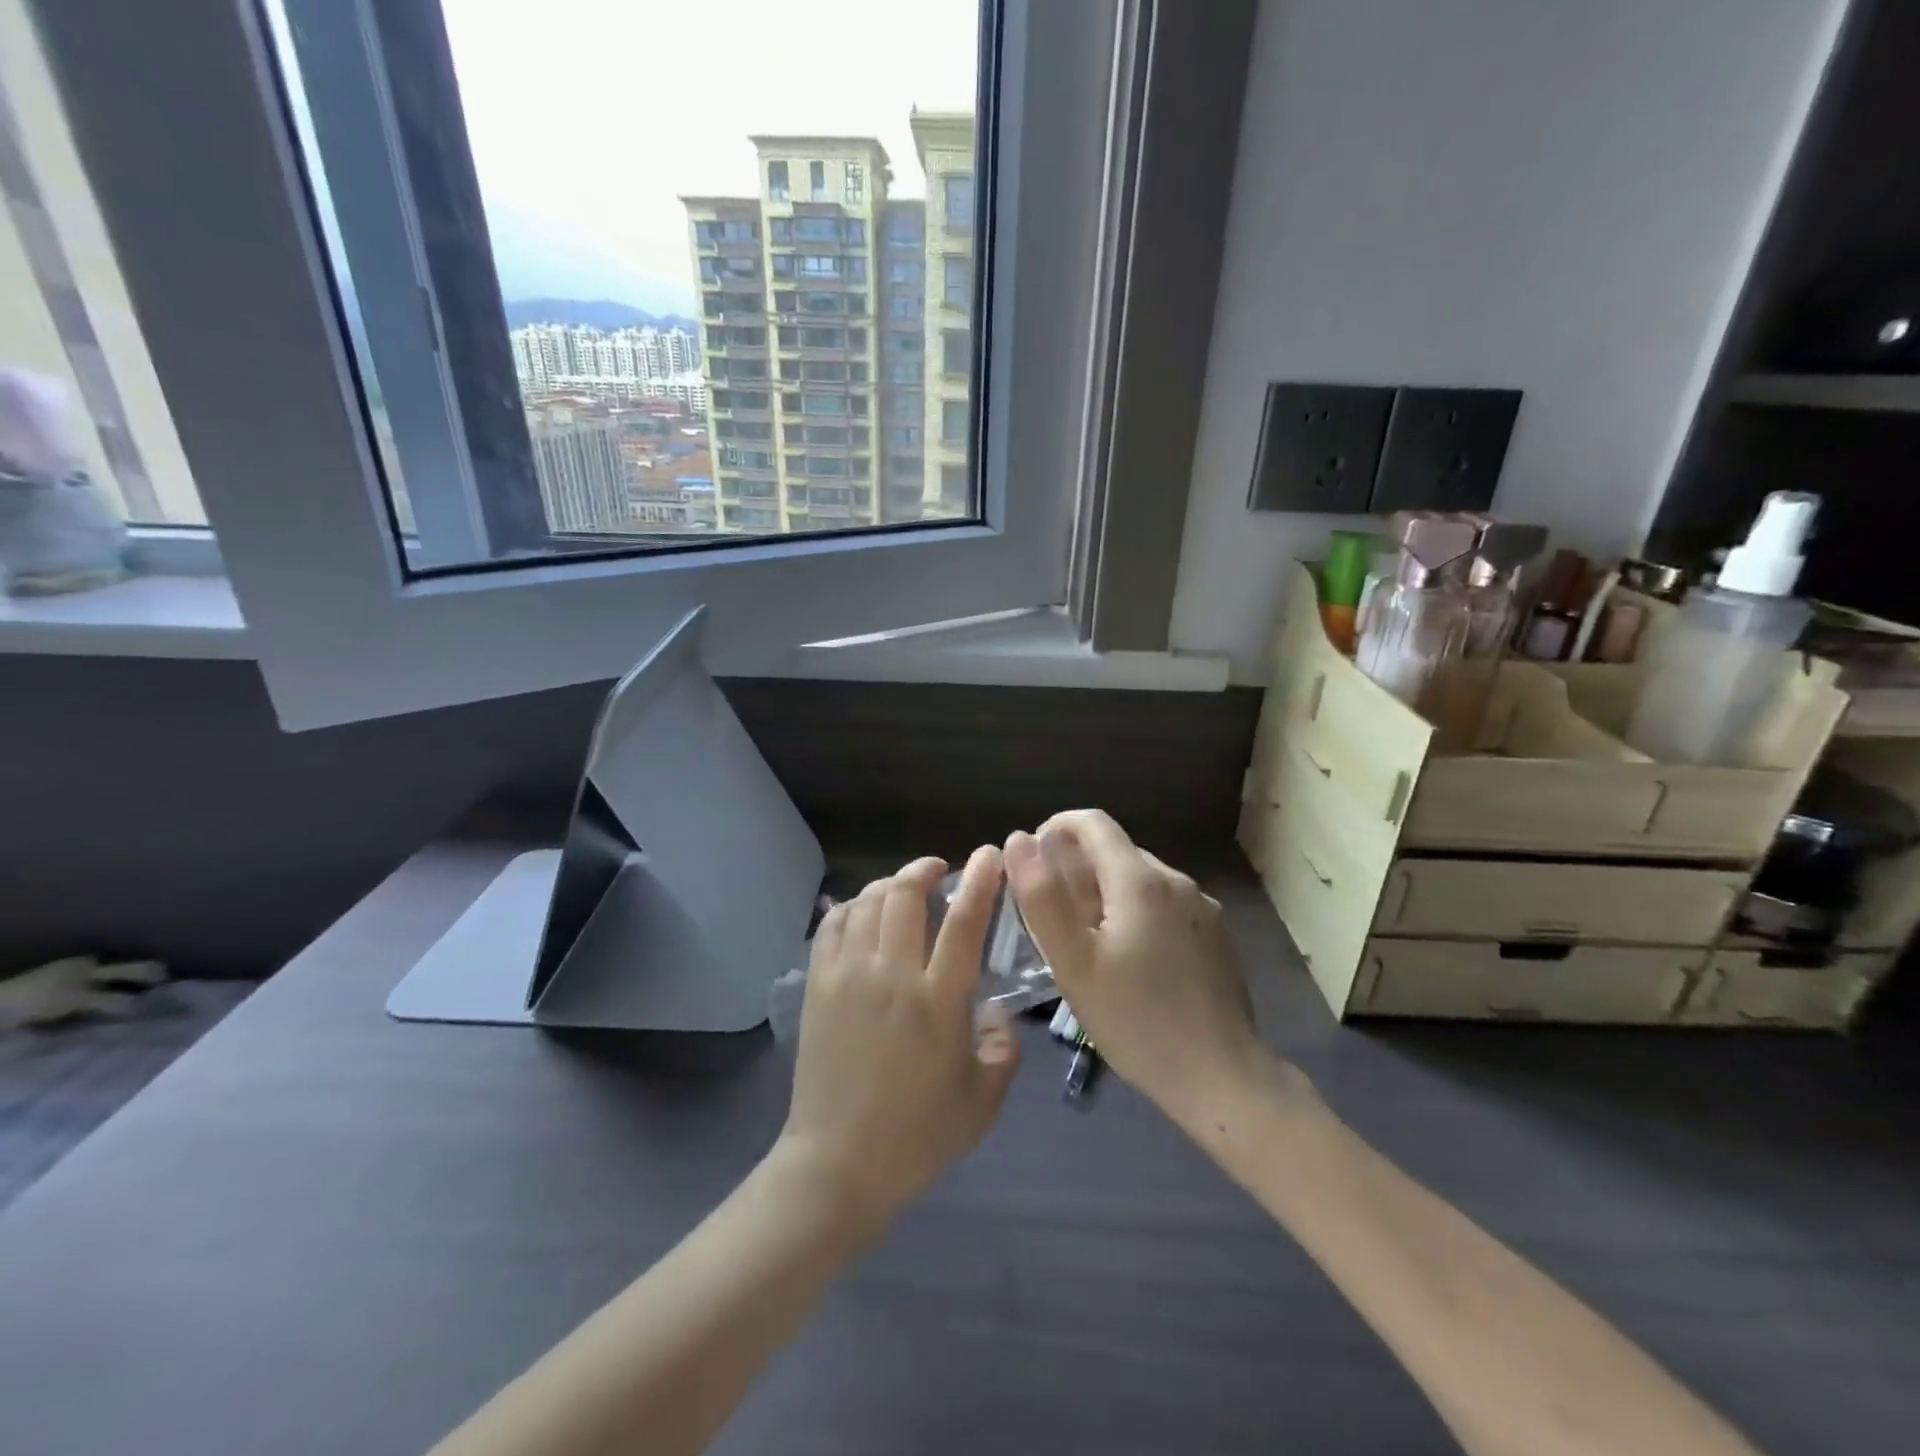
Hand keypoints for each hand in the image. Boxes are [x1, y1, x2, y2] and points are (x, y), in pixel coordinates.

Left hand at [780, 847, 1020, 1234]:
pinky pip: (833, 924)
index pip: (963, 922)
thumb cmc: (918, 1136)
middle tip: (940, 870)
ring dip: (891, 884)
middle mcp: (892, 975)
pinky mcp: (819, 986)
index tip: (990, 856)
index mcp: (938, 1001)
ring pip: (868, 902)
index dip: (980, 881)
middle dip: (925, 870)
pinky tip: (865, 912)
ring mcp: (849, 976)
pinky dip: (853, 905)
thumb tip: (994, 1010)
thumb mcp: (984, 1101)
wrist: (839, 1164)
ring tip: (905, 888)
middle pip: (906, 895)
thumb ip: (1003, 1048)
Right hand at [1005, 811, 1296, 1128]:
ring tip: (1086, 945)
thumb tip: (1020, 840)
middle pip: (1115, 853)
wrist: (1222, 1078)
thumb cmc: (1136, 1021)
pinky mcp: (1216, 936)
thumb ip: (1042, 896)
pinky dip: (1136, 916)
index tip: (1031, 860)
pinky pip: (1164, 907)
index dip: (1055, 829)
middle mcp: (1176, 881)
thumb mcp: (1073, 962)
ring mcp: (1203, 908)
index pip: (1092, 823)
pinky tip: (1130, 963)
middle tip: (1051, 919)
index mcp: (1140, 880)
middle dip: (1076, 871)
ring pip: (1140, 882)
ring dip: (1105, 896)